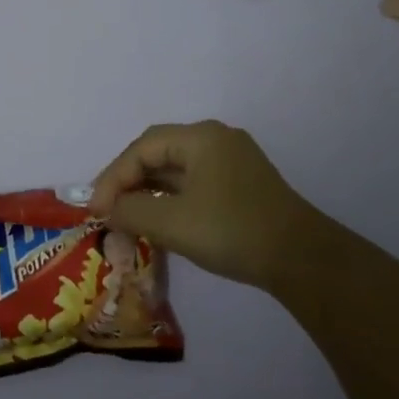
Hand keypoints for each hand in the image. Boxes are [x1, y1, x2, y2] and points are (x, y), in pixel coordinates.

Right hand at [89, 121, 322, 291]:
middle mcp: (216, 140)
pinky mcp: (241, 184)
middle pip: (158, 152)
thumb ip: (131, 211)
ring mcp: (232, 161)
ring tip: (125, 215)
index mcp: (201, 138)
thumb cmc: (232, 231)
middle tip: (106, 208)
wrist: (302, 260)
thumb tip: (107, 210)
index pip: (142, 148)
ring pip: (176, 168)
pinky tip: (157, 218)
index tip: (95, 208)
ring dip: (148, 190)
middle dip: (128, 181)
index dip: (113, 177)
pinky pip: (193, 182)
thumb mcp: (172, 223)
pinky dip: (169, 198)